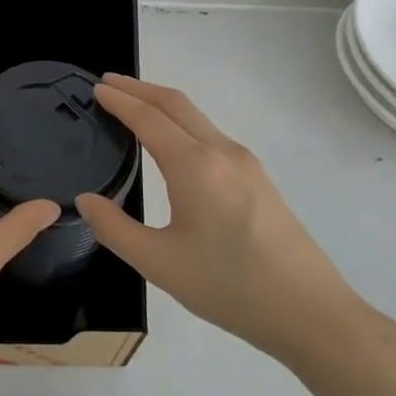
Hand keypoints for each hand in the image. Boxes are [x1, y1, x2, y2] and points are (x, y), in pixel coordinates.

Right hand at [76, 74, 363, 365]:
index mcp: (194, 166)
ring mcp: (245, 164)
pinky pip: (211, 135)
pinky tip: (172, 143)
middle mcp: (221, 153)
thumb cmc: (229, 287)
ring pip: (197, 118)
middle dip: (140, 88)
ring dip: (162, 104)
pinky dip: (182, 123)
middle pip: (176, 104)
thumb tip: (85, 200)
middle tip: (108, 83)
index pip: (148, 118)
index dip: (119, 100)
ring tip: (134, 106)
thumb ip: (114, 228)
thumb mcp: (159, 263)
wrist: (310, 312)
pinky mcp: (258, 179)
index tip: (95, 88)